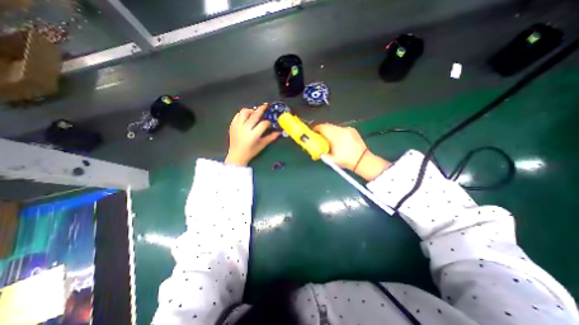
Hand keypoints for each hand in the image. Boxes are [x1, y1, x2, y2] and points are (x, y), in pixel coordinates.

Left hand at [224, 103, 280, 166]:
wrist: (236, 155)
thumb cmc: (250, 152)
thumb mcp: (262, 145)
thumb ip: (271, 137)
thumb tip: (279, 132)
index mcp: (253, 135)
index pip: (263, 124)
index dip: (268, 122)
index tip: (270, 123)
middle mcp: (245, 129)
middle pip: (254, 115)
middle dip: (261, 109)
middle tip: (266, 105)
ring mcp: (237, 126)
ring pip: (244, 112)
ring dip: (251, 110)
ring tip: (255, 112)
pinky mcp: (232, 125)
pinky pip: (237, 115)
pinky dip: (243, 114)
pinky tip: (247, 116)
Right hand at [314, 123, 390, 181]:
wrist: (363, 160)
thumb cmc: (346, 161)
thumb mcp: (331, 159)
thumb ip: (321, 153)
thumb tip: (314, 149)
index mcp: (336, 136)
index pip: (322, 127)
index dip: (315, 129)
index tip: (313, 133)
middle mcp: (342, 130)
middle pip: (327, 125)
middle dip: (322, 130)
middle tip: (319, 136)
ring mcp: (348, 129)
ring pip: (334, 127)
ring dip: (329, 131)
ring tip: (329, 139)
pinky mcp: (352, 130)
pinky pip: (340, 128)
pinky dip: (336, 132)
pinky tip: (338, 139)